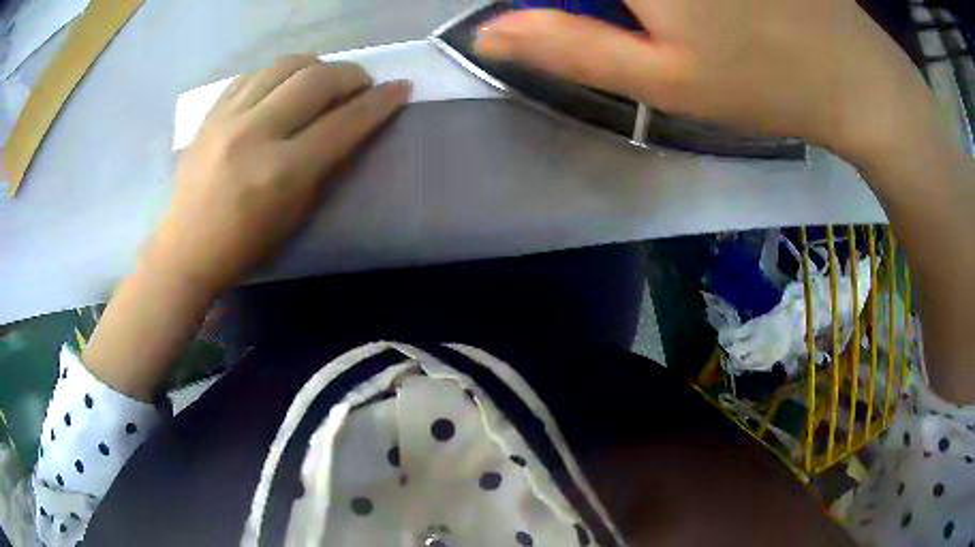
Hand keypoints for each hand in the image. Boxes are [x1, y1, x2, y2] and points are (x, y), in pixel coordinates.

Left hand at [149, 55, 410, 293]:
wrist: (185, 249)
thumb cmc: (245, 246)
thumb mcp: (296, 214)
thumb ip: (325, 165)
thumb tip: (350, 124)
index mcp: (282, 172)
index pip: (343, 122)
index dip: (379, 102)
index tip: (400, 88)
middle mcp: (256, 134)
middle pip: (316, 79)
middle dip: (350, 74)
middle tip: (360, 84)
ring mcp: (229, 118)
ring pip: (285, 64)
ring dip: (315, 66)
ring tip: (321, 80)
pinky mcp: (211, 114)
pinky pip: (253, 74)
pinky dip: (277, 74)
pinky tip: (282, 86)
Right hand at [474, 0, 924, 156]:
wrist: (857, 77)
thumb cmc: (765, 84)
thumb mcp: (664, 81)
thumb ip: (568, 47)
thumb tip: (488, 33)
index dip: (545, 0)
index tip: (547, 16)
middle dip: (589, 4)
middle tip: (623, 28)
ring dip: (627, 8)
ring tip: (664, 31)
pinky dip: (659, 4)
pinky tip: (685, 18)